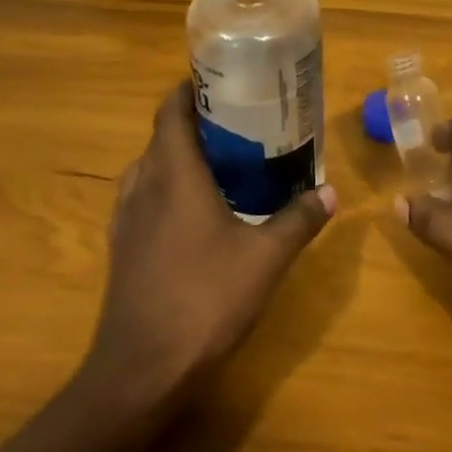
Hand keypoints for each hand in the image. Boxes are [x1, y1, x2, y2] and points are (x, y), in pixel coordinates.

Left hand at [87, 82, 335, 394]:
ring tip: (222, 162)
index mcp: (173, 174)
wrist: (140, 372)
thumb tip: (331, 192)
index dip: (190, 89)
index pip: (171, 110)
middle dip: (195, 122)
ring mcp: (126, 219)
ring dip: (179, 156)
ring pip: (150, 168)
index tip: (221, 80)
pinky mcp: (120, 248)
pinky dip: (167, 188)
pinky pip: (143, 198)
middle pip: (162, 136)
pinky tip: (196, 212)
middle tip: (239, 122)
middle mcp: (142, 186)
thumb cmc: (204, 300)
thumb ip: (299, 220)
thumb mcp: (265, 259)